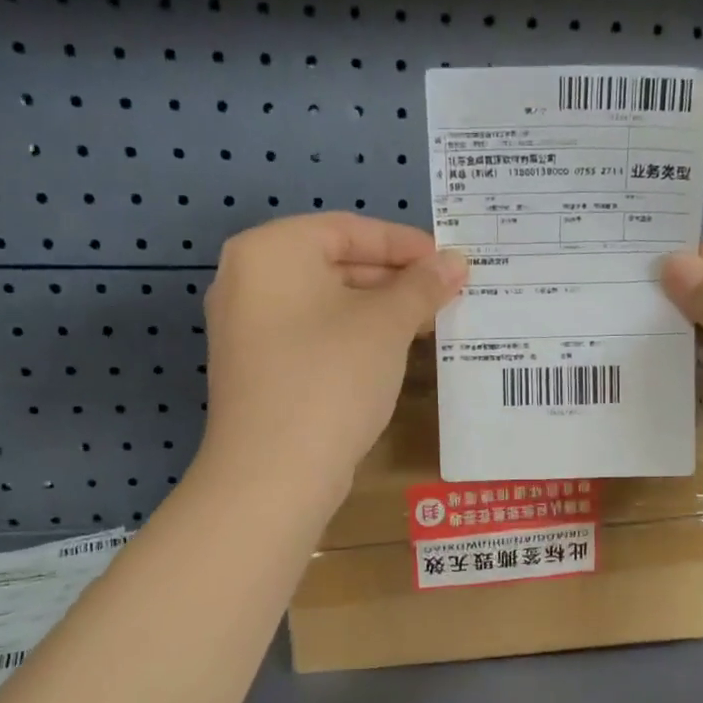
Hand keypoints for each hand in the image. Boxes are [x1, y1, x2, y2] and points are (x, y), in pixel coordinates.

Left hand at [199, 215, 465, 501]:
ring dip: (378, 311)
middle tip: (446, 295)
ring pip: (326, 304)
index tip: (450, 262)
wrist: (274, 473)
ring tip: (429, 324)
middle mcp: (247, 281)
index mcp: (270, 251)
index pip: (348, 229)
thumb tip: (455, 262)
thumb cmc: (331, 378)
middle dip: (395, 280)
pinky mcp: (257, 370)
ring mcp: (247, 329)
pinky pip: (312, 336)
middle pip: (334, 264)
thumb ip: (422, 286)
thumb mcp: (386, 324)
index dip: (406, 243)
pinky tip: (391, 354)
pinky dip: (352, 338)